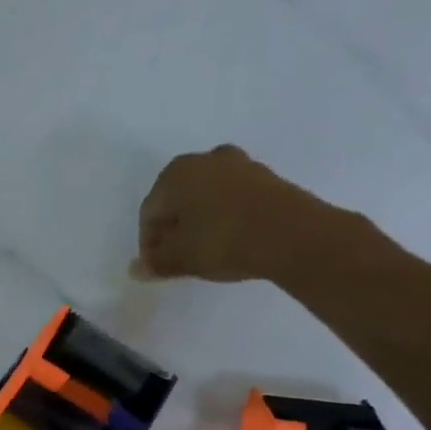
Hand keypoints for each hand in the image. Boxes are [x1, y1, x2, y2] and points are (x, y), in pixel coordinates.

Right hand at [133, 145, 349, 282]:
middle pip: (177, 200)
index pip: (149, 212)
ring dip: (201, 222)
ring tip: (206, 250)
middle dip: (174, 229)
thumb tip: (135, 269)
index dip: (149, 243)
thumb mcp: (181, 258)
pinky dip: (226, 217)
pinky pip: (233, 199)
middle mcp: (204, 160)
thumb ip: (155, 263)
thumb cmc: (224, 240)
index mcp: (175, 173)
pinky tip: (231, 239)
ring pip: (206, 198)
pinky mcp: (267, 177)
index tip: (158, 266)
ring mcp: (240, 165)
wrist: (295, 235)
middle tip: (180, 258)